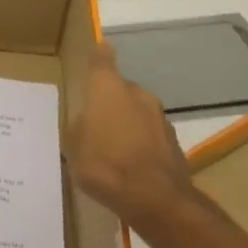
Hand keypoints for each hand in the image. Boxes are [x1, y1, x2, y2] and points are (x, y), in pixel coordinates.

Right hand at [63, 43, 192, 226]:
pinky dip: (141, 143)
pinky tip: (131, 165)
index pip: (102, 60)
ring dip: (127, 123)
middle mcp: (136, 94)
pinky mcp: (173, 141)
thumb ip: (79, 127)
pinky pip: (150, 135)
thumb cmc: (105, 164)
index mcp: (108, 88)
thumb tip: (86, 123)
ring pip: (137, 112)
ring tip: (113, 149)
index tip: (99, 48)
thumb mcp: (74, 147)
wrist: (156, 199)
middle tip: (96, 123)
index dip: (99, 54)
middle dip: (110, 102)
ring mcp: (159, 117)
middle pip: (120, 90)